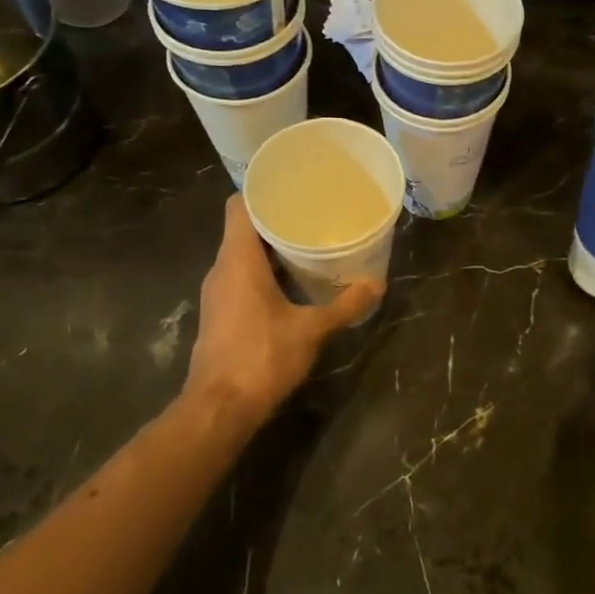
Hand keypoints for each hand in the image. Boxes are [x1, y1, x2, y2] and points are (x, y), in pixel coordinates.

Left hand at [180, 196, 381, 427]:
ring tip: (305, 241)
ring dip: (268, 247)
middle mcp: (221, 270)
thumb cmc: (262, 357)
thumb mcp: (311, 330)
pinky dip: (262, 271)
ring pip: (240, 255)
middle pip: (242, 229)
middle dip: (274, 218)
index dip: (260, 190)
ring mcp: (217, 293)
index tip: (289, 185)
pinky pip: (239, 277)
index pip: (238, 206)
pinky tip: (290, 280)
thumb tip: (378, 284)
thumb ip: (345, 305)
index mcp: (238, 260)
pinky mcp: (219, 314)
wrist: (219, 408)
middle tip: (310, 212)